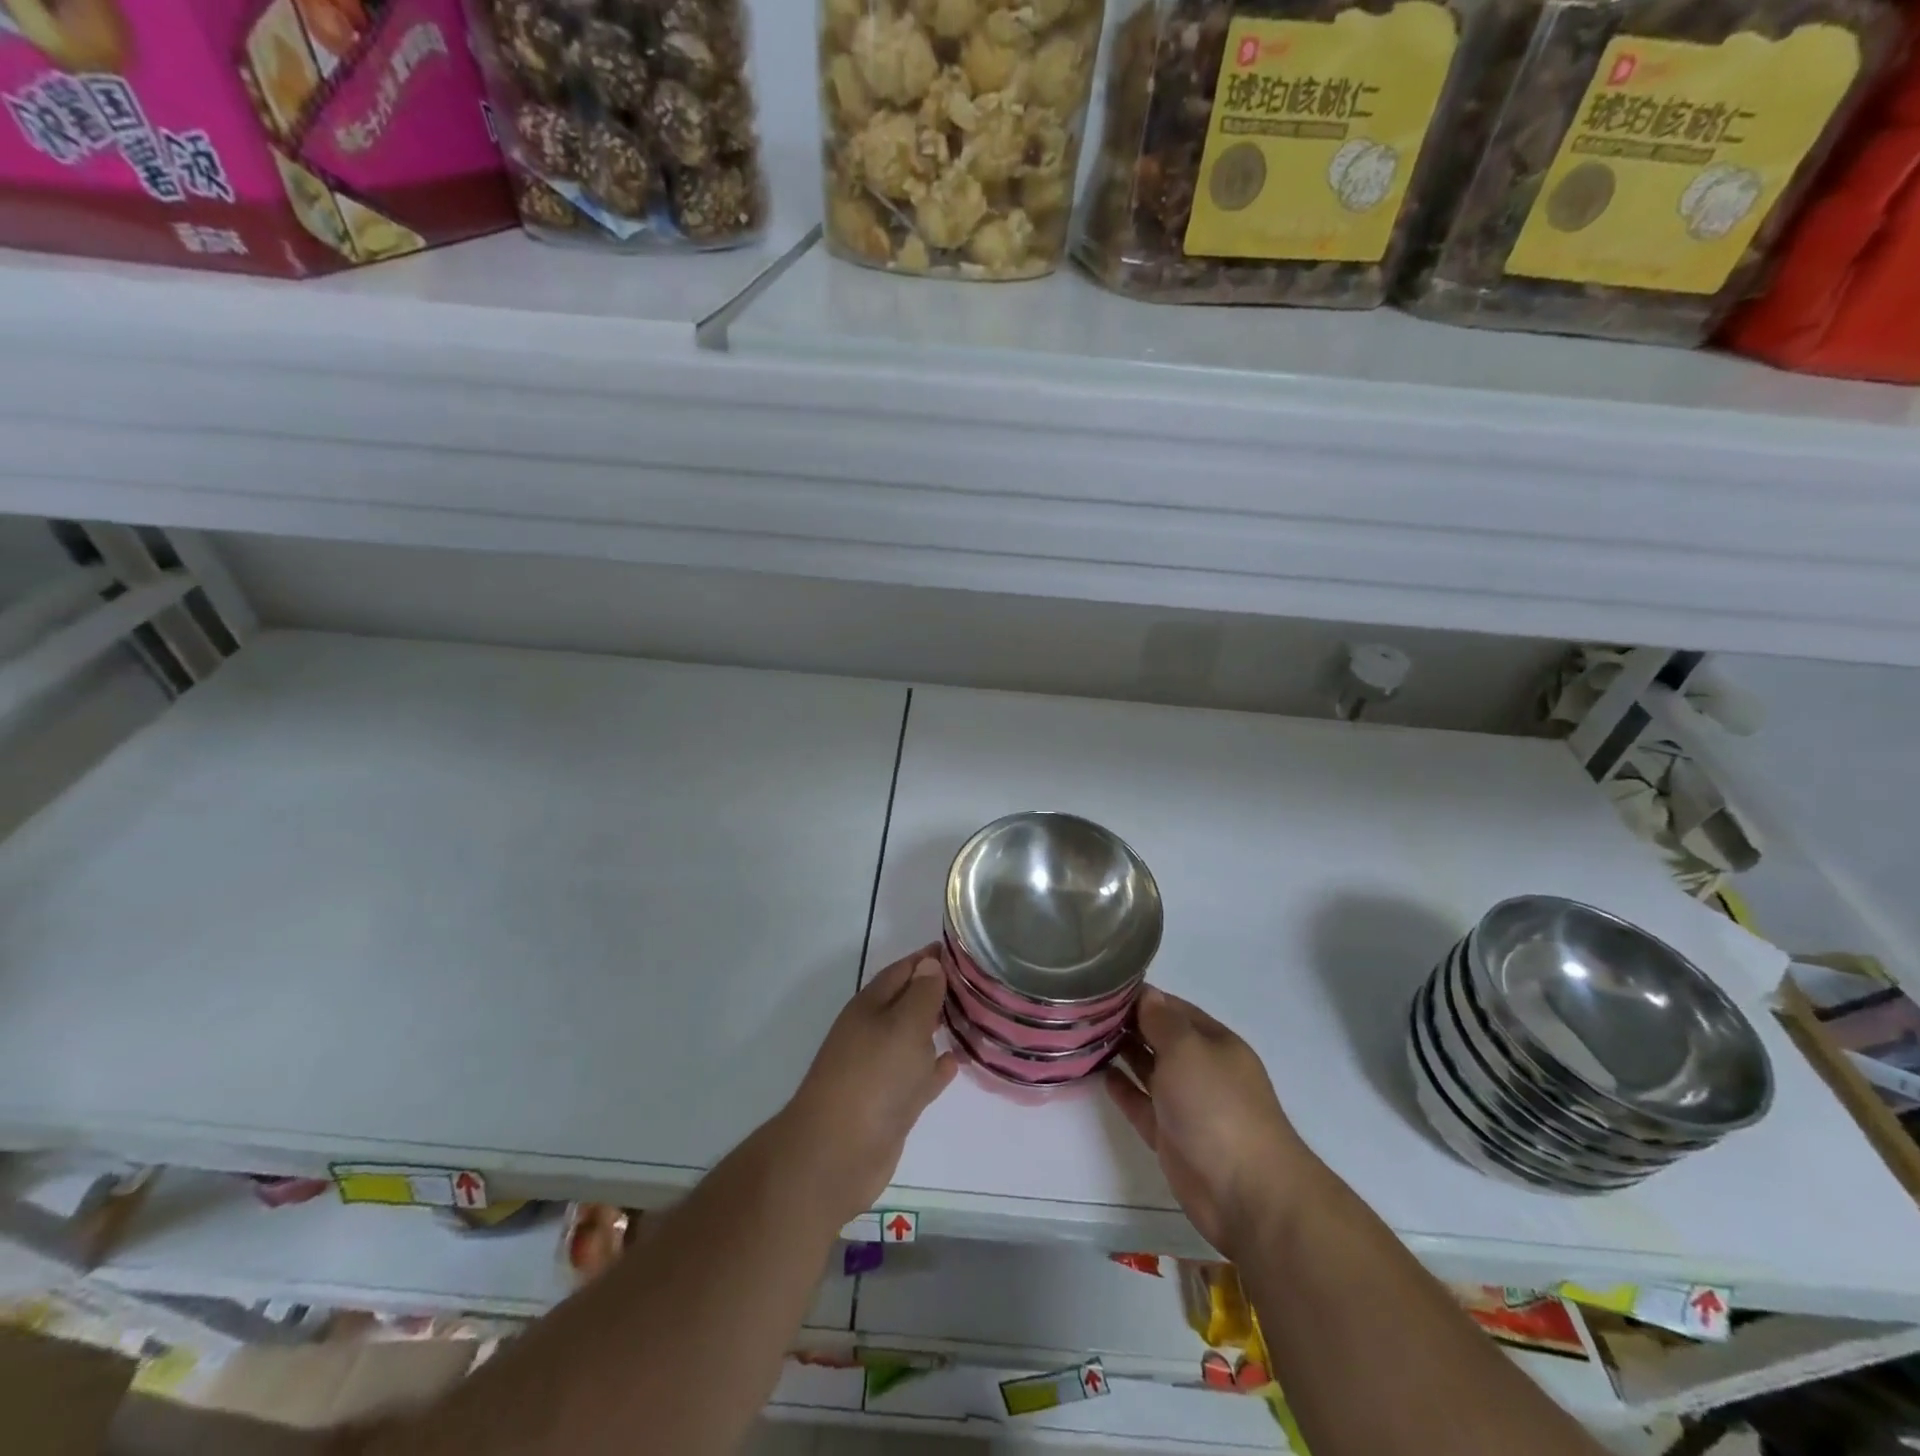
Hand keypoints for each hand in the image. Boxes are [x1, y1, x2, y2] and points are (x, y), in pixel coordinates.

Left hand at [779, 945, 958, 1226]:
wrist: (836, 1154)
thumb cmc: (872, 1078)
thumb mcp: (903, 1026)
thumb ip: (921, 994)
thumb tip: (929, 963)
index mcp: (871, 1007)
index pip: (903, 970)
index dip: (929, 959)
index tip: (961, 950)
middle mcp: (874, 1032)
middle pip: (909, 1003)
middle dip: (937, 991)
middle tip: (976, 984)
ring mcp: (881, 1070)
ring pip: (915, 1040)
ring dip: (938, 1028)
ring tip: (973, 1018)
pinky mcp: (891, 1104)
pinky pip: (919, 1076)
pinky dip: (936, 1067)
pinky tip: (956, 1062)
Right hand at [1105, 987, 1316, 1257]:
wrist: (1245, 1192)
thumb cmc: (1217, 1106)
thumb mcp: (1187, 1050)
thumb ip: (1162, 1021)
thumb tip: (1147, 995)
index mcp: (1214, 1043)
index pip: (1174, 1009)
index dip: (1143, 997)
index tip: (1104, 986)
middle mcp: (1201, 1069)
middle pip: (1160, 1038)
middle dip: (1128, 1023)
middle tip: (1086, 1010)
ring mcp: (1186, 1104)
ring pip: (1150, 1070)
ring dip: (1123, 1053)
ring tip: (1085, 1036)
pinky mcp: (1171, 1136)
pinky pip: (1142, 1105)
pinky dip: (1124, 1090)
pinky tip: (1102, 1075)